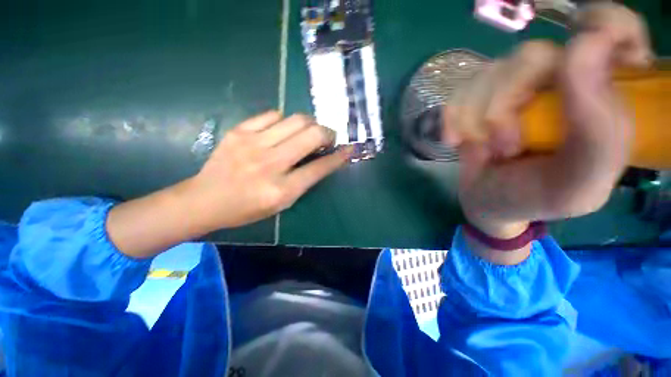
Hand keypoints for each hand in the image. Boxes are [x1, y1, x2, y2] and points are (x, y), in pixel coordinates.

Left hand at [188, 111, 350, 228]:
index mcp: (282, 190)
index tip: (349, 149)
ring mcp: (253, 144)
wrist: (205, 199)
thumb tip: (322, 160)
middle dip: (327, 133)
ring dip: (309, 124)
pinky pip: (272, 115)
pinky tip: (282, 130)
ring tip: (307, 132)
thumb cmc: (247, 208)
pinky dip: (284, 121)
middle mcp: (270, 164)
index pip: (320, 168)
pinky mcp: (239, 131)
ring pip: (296, 120)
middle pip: (311, 135)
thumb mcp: (281, 204)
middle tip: (327, 137)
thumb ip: (304, 181)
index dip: (339, 157)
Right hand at [444, 4, 651, 261]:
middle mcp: (561, 80)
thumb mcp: (582, 179)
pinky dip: (462, 119)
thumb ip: (602, 122)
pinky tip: (465, 142)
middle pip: (542, 47)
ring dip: (484, 114)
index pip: (615, 31)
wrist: (491, 204)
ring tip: (485, 147)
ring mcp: (516, 87)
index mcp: (602, 96)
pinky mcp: (479, 100)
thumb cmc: (537, 200)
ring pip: (494, 72)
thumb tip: (585, 46)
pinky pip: (466, 93)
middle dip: (519, 88)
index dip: (608, 26)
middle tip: (509, 132)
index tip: (595, 46)